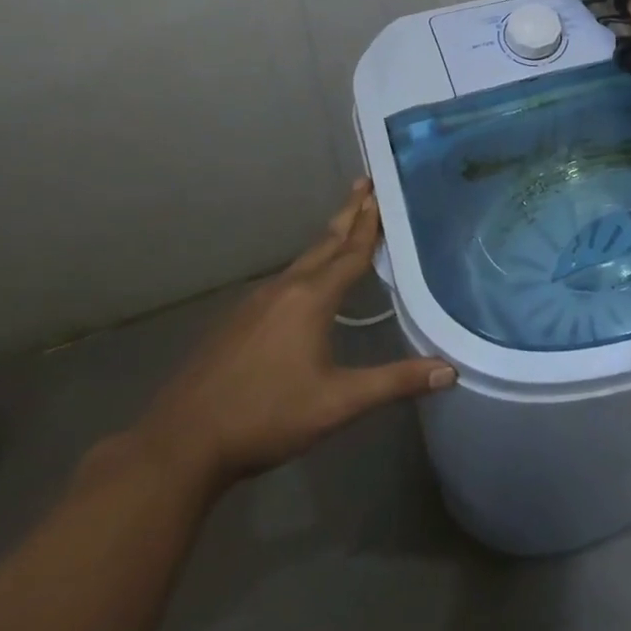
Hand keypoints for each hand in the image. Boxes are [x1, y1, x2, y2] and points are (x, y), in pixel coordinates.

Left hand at [132, 179, 455, 492]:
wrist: (179, 445)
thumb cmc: (266, 417)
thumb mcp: (338, 403)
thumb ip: (394, 382)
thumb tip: (451, 371)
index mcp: (311, 299)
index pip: (350, 252)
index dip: (369, 224)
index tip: (381, 192)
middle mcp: (284, 290)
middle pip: (324, 243)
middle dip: (347, 214)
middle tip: (364, 184)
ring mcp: (254, 304)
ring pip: (301, 262)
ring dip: (326, 240)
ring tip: (343, 226)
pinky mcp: (235, 322)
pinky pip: (282, 281)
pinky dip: (305, 267)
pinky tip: (303, 283)